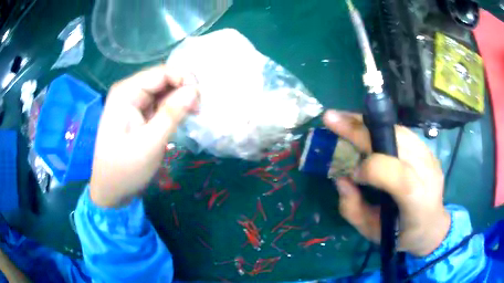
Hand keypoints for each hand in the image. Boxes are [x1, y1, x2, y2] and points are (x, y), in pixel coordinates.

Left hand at [90, 65, 198, 206]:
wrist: (111, 190)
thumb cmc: (125, 169)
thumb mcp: (150, 143)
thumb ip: (172, 114)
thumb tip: (195, 90)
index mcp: (126, 92)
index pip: (161, 73)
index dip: (184, 79)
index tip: (199, 100)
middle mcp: (129, 91)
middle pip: (163, 80)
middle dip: (183, 90)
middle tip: (197, 111)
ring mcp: (133, 102)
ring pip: (164, 91)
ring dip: (180, 100)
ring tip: (192, 116)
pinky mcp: (139, 113)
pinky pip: (160, 104)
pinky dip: (173, 109)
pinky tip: (181, 118)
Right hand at [323, 110, 449, 255]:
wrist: (432, 227)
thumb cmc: (401, 235)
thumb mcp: (373, 233)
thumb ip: (353, 209)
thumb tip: (341, 178)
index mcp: (418, 202)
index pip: (399, 176)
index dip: (372, 169)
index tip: (352, 174)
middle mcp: (429, 174)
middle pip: (398, 141)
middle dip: (362, 129)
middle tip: (332, 118)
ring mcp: (431, 159)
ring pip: (399, 131)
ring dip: (369, 124)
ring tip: (345, 119)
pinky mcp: (429, 151)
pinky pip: (404, 133)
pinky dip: (382, 129)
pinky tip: (366, 128)